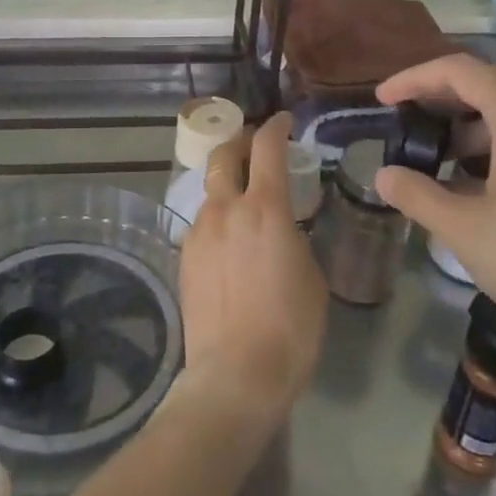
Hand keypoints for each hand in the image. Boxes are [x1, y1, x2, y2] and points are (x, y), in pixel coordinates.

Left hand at [180, 113, 327, 430]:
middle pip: (223, 155)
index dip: (275, 126)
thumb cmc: (289, 328)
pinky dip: (217, 219)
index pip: (267, 148)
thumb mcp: (311, 277)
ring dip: (227, 186)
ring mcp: (199, 232)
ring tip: (244, 204)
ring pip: (210, 191)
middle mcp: (226, 209)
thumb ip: (294, 239)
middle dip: (239, 142)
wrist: (235, 375)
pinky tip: (229, 244)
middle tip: (255, 147)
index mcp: (264, 208)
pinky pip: (202, 224)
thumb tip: (283, 231)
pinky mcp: (184, 257)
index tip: (283, 121)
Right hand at [374, 55, 495, 360]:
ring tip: (441, 152)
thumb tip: (383, 175)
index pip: (459, 71)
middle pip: (490, 78)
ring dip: (473, 117)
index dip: (415, 78)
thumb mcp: (465, 230)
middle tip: (412, 114)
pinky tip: (481, 180)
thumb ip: (417, 195)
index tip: (383, 100)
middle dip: (445, 90)